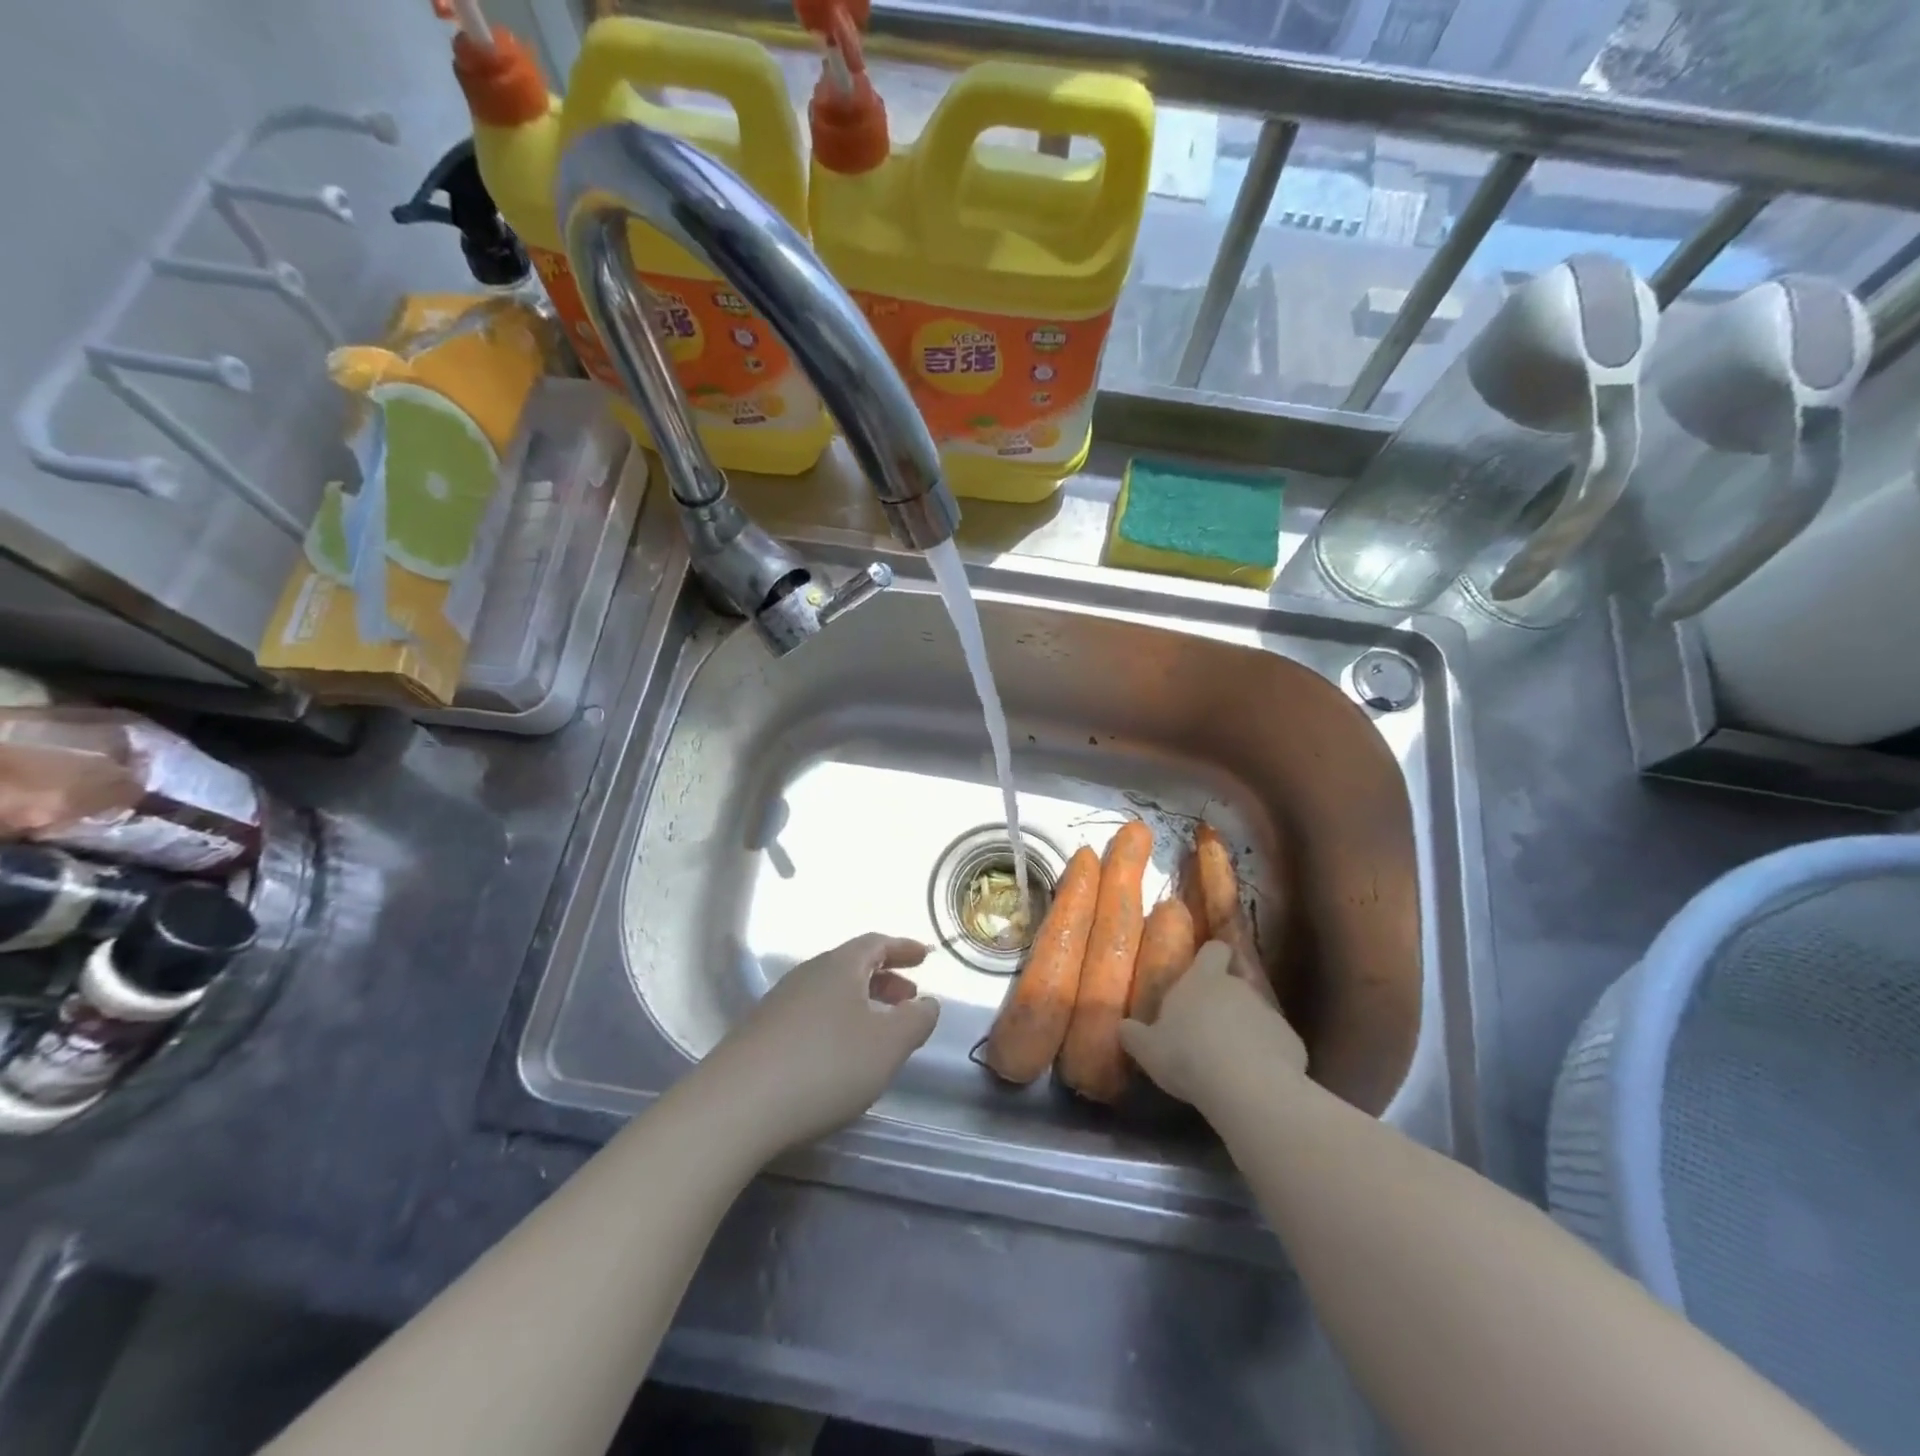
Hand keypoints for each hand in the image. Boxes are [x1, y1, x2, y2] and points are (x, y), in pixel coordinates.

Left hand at [704, 935, 939, 1155]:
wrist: (736, 1106)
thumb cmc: (825, 1066)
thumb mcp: (887, 1045)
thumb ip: (915, 1020)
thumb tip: (927, 1002)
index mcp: (840, 966)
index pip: (876, 943)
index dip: (903, 948)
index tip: (925, 956)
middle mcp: (808, 974)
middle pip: (852, 966)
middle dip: (885, 978)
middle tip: (908, 997)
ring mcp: (779, 1003)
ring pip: (831, 991)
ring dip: (861, 1002)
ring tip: (879, 1029)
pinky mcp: (760, 1034)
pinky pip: (811, 1014)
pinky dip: (836, 1022)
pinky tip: (839, 1055)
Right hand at [1119, 941, 1306, 1108]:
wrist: (1248, 1087)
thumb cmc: (1188, 1055)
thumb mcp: (1148, 1049)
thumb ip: (1134, 1035)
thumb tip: (1123, 1027)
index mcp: (1203, 980)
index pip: (1213, 950)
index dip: (1210, 958)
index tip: (1204, 972)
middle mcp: (1239, 987)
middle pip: (1235, 984)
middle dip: (1225, 1002)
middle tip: (1208, 1029)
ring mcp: (1270, 1013)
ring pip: (1256, 1015)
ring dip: (1246, 1030)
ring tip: (1231, 1061)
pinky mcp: (1293, 1042)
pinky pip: (1276, 1044)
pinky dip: (1268, 1056)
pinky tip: (1255, 1080)